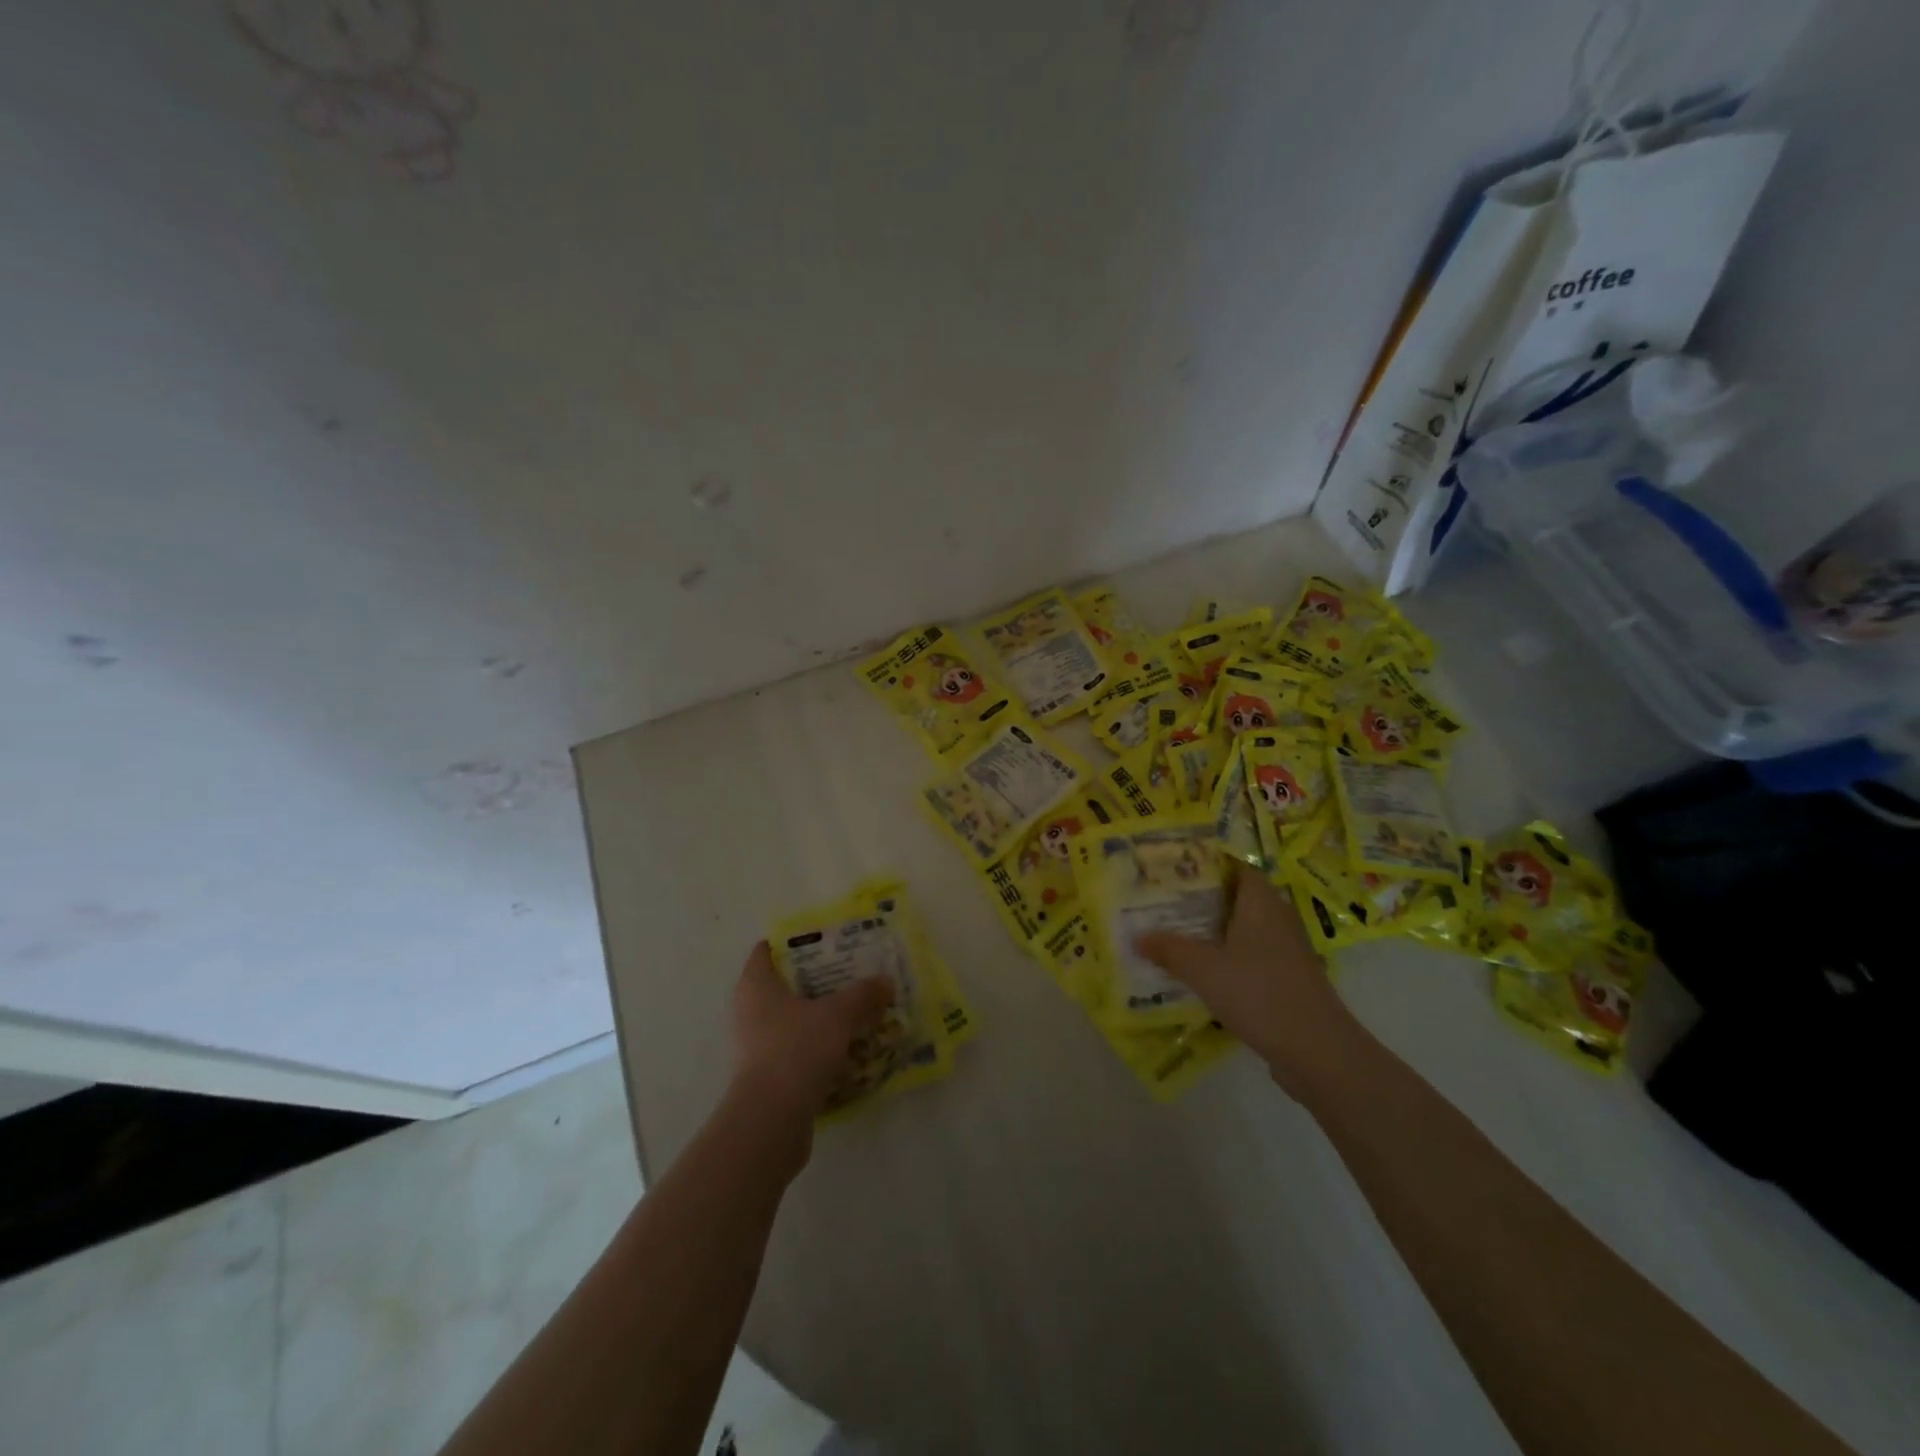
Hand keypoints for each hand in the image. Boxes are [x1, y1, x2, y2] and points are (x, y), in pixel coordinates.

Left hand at [728, 941, 895, 1132]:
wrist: (771, 1121)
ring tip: (854, 1014)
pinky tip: (846, 1052)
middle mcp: (748, 1012)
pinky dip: (817, 1050)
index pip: (767, 952)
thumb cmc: (797, 1049)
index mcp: (756, 986)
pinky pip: (795, 1053)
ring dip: (818, 1018)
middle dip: (815, 981)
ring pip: (791, 1022)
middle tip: (849, 976)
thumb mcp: (838, 1015)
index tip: (826, 942)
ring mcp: (754, 1048)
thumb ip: (863, 995)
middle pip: (783, 987)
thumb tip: (885, 982)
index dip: (794, 943)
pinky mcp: (765, 1079)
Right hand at [1137, 865, 1365, 1101]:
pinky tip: (1200, 972)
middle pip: (1236, 897)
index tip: (1174, 866)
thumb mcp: (1203, 969)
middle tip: (1162, 900)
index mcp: (1261, 902)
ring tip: (1172, 933)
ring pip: (1242, 929)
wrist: (1317, 1051)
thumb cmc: (1259, 993)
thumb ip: (1169, 949)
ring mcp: (1285, 950)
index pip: (1235, 866)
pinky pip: (1250, 956)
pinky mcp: (1287, 978)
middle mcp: (1277, 918)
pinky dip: (1226, 958)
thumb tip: (1137, 936)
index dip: (1207, 863)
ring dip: (1212, 931)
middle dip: (1201, 898)